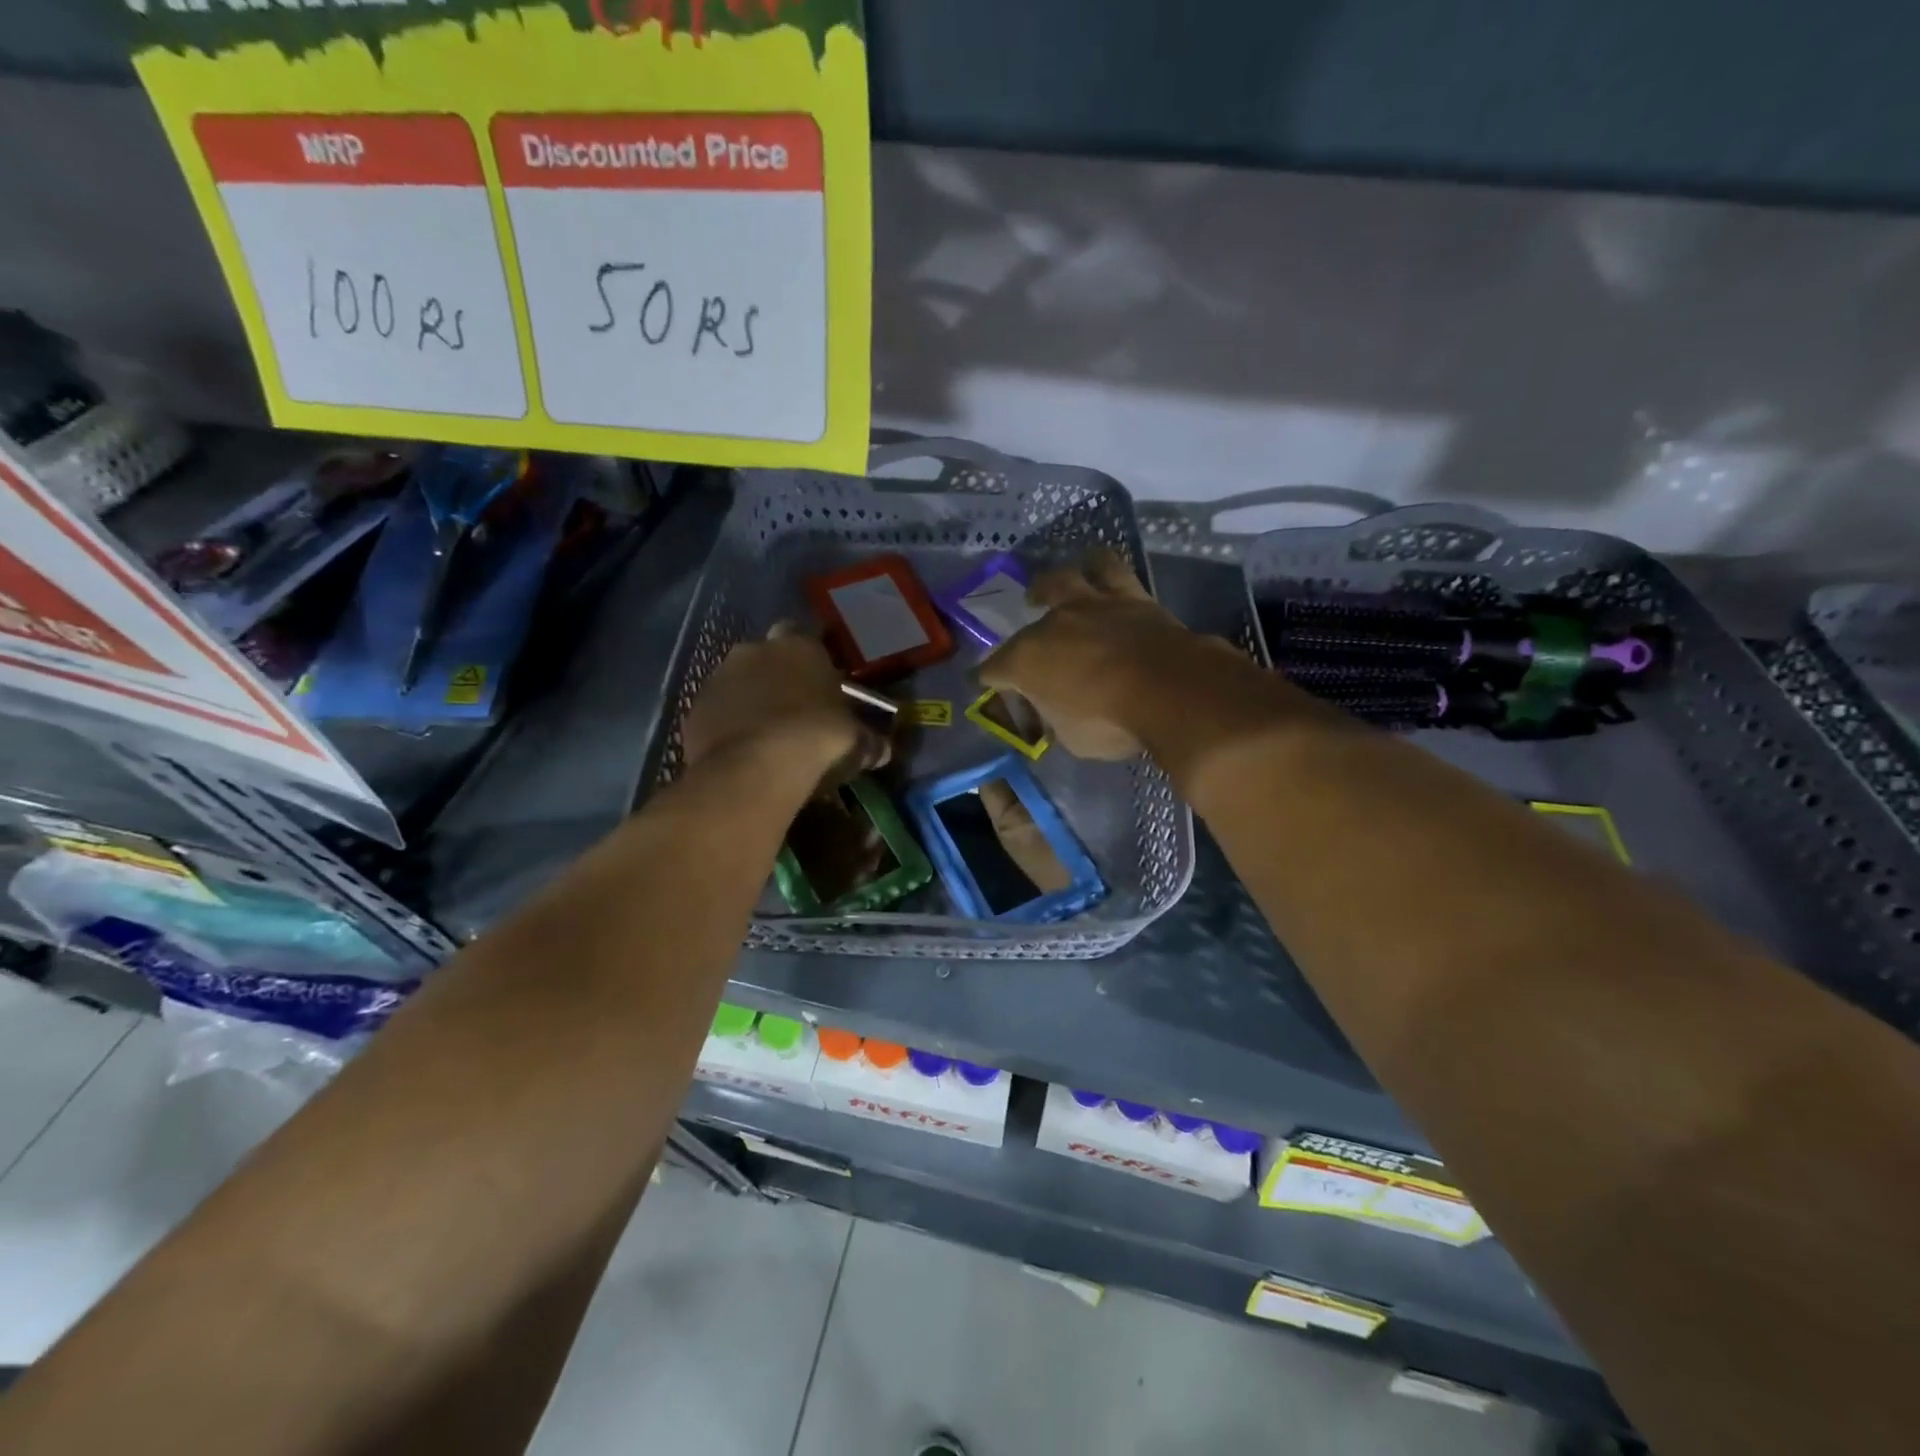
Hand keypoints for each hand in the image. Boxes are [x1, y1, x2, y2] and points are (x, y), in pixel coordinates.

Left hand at [683, 627, 888, 786]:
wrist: (755, 769)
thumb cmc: (818, 740)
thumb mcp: (857, 742)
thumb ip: (869, 740)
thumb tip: (882, 749)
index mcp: (799, 646)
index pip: (805, 635)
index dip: (811, 659)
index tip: (820, 683)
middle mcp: (754, 650)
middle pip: (766, 656)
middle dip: (776, 677)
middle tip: (793, 710)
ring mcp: (718, 677)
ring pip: (737, 683)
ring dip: (749, 701)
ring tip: (766, 736)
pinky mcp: (694, 709)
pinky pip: (716, 712)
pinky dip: (727, 726)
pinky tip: (742, 752)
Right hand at [978, 549, 1246, 759]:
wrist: (1167, 688)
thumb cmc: (1111, 722)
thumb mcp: (1072, 738)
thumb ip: (1057, 720)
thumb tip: (1056, 713)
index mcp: (1024, 663)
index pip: (992, 671)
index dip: (990, 682)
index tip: (991, 688)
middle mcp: (1049, 626)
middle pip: (1024, 628)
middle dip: (1021, 637)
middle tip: (1029, 648)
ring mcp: (1088, 606)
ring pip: (1062, 579)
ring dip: (1052, 583)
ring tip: (1052, 588)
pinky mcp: (1128, 595)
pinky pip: (1110, 568)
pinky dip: (1100, 567)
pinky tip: (1100, 567)